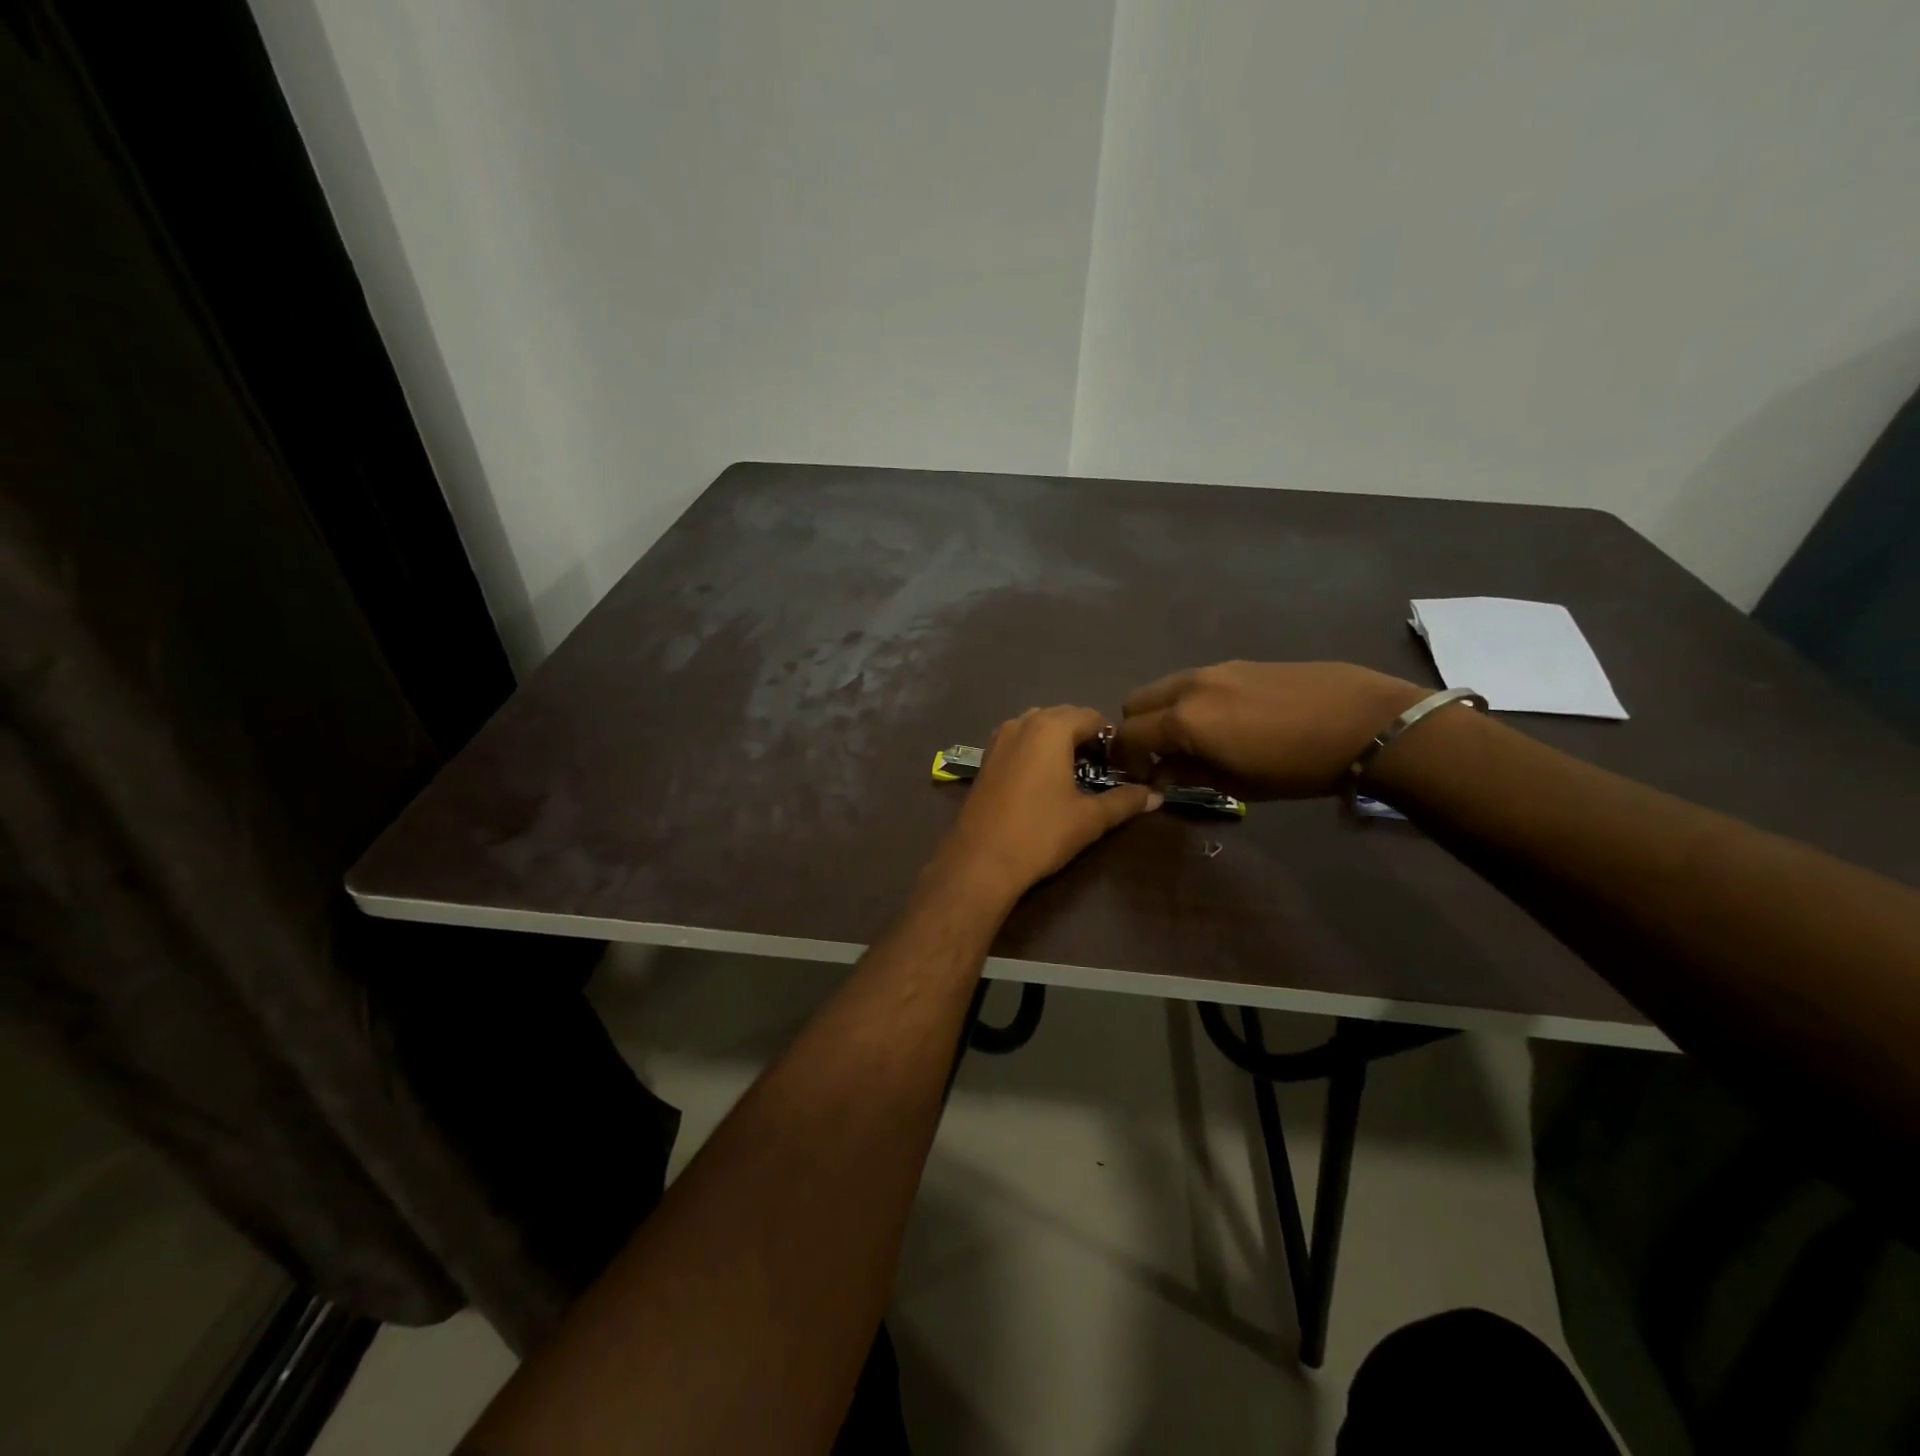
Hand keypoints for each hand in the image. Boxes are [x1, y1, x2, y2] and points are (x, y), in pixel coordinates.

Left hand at [936, 706, 1159, 902]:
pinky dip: (1037, 750)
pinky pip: (1020, 741)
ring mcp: (999, 738)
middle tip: (1103, 771)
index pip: (1093, 717)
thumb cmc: (1040, 833)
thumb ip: (1125, 800)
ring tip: (1076, 775)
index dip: (1113, 739)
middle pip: (1065, 717)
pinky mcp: (986, 757)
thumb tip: (1156, 795)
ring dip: (1060, 743)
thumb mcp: (1089, 818)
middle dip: (1086, 738)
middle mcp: (1023, 722)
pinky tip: (1045, 781)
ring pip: (1039, 727)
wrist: (980, 860)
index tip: (1125, 765)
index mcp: (1050, 727)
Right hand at [1111, 662, 1427, 799]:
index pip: (1127, 735)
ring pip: (1165, 687)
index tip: (1138, 777)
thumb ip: (1187, 773)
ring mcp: (1215, 669)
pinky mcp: (1240, 663)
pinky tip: (1226, 720)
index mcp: (1183, 720)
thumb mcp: (1236, 783)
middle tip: (1159, 756)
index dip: (1123, 759)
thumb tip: (1161, 772)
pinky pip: (1195, 681)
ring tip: (1193, 738)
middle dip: (1136, 730)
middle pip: (1135, 702)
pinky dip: (1191, 700)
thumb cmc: (1297, 767)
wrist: (1365, 721)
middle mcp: (1189, 686)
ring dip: (1163, 712)